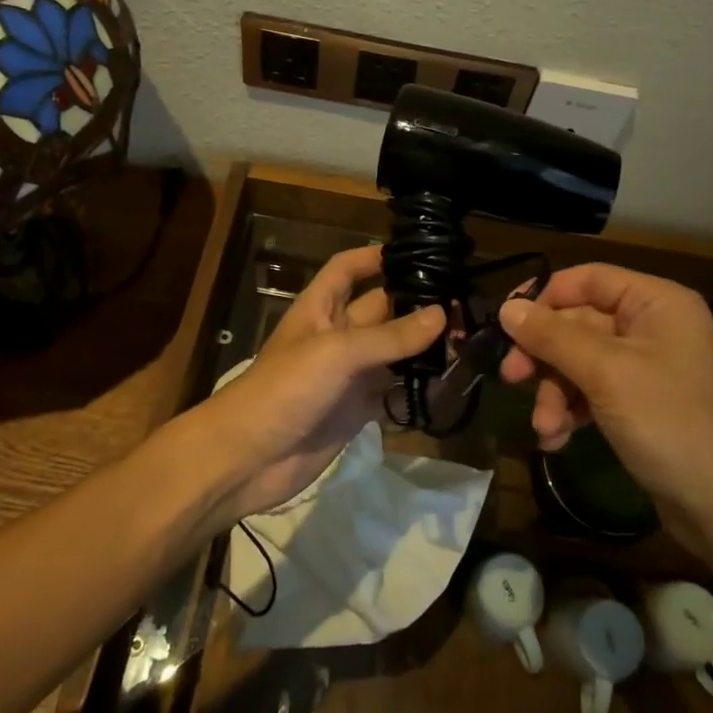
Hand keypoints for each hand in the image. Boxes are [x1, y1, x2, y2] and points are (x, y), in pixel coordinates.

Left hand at [198, 244, 443, 522]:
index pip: (346, 269)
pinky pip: (391, 393)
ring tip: (465, 344)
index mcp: (320, 308)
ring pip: (391, 352)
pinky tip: (446, 387)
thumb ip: (390, 336)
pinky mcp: (355, 410)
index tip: (416, 254)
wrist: (247, 459)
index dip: (374, 257)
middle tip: (463, 305)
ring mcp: (346, 375)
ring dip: (421, 349)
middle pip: (379, 310)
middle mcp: (335, 335)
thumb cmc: (285, 388)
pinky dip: (415, 390)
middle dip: (414, 306)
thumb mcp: (337, 352)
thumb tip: (441, 314)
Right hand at [497, 264, 712, 549]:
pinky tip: (557, 439)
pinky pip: (593, 392)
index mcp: (657, 303)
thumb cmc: (671, 424)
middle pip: (579, 323)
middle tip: (510, 377)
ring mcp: (648, 367)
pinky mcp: (641, 404)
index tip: (504, 322)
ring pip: (580, 361)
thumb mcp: (606, 374)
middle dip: (545, 356)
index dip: (544, 296)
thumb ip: (553, 337)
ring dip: (555, 391)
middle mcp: (653, 326)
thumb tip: (506, 308)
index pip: (588, 279)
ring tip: (544, 427)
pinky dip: (572, 410)